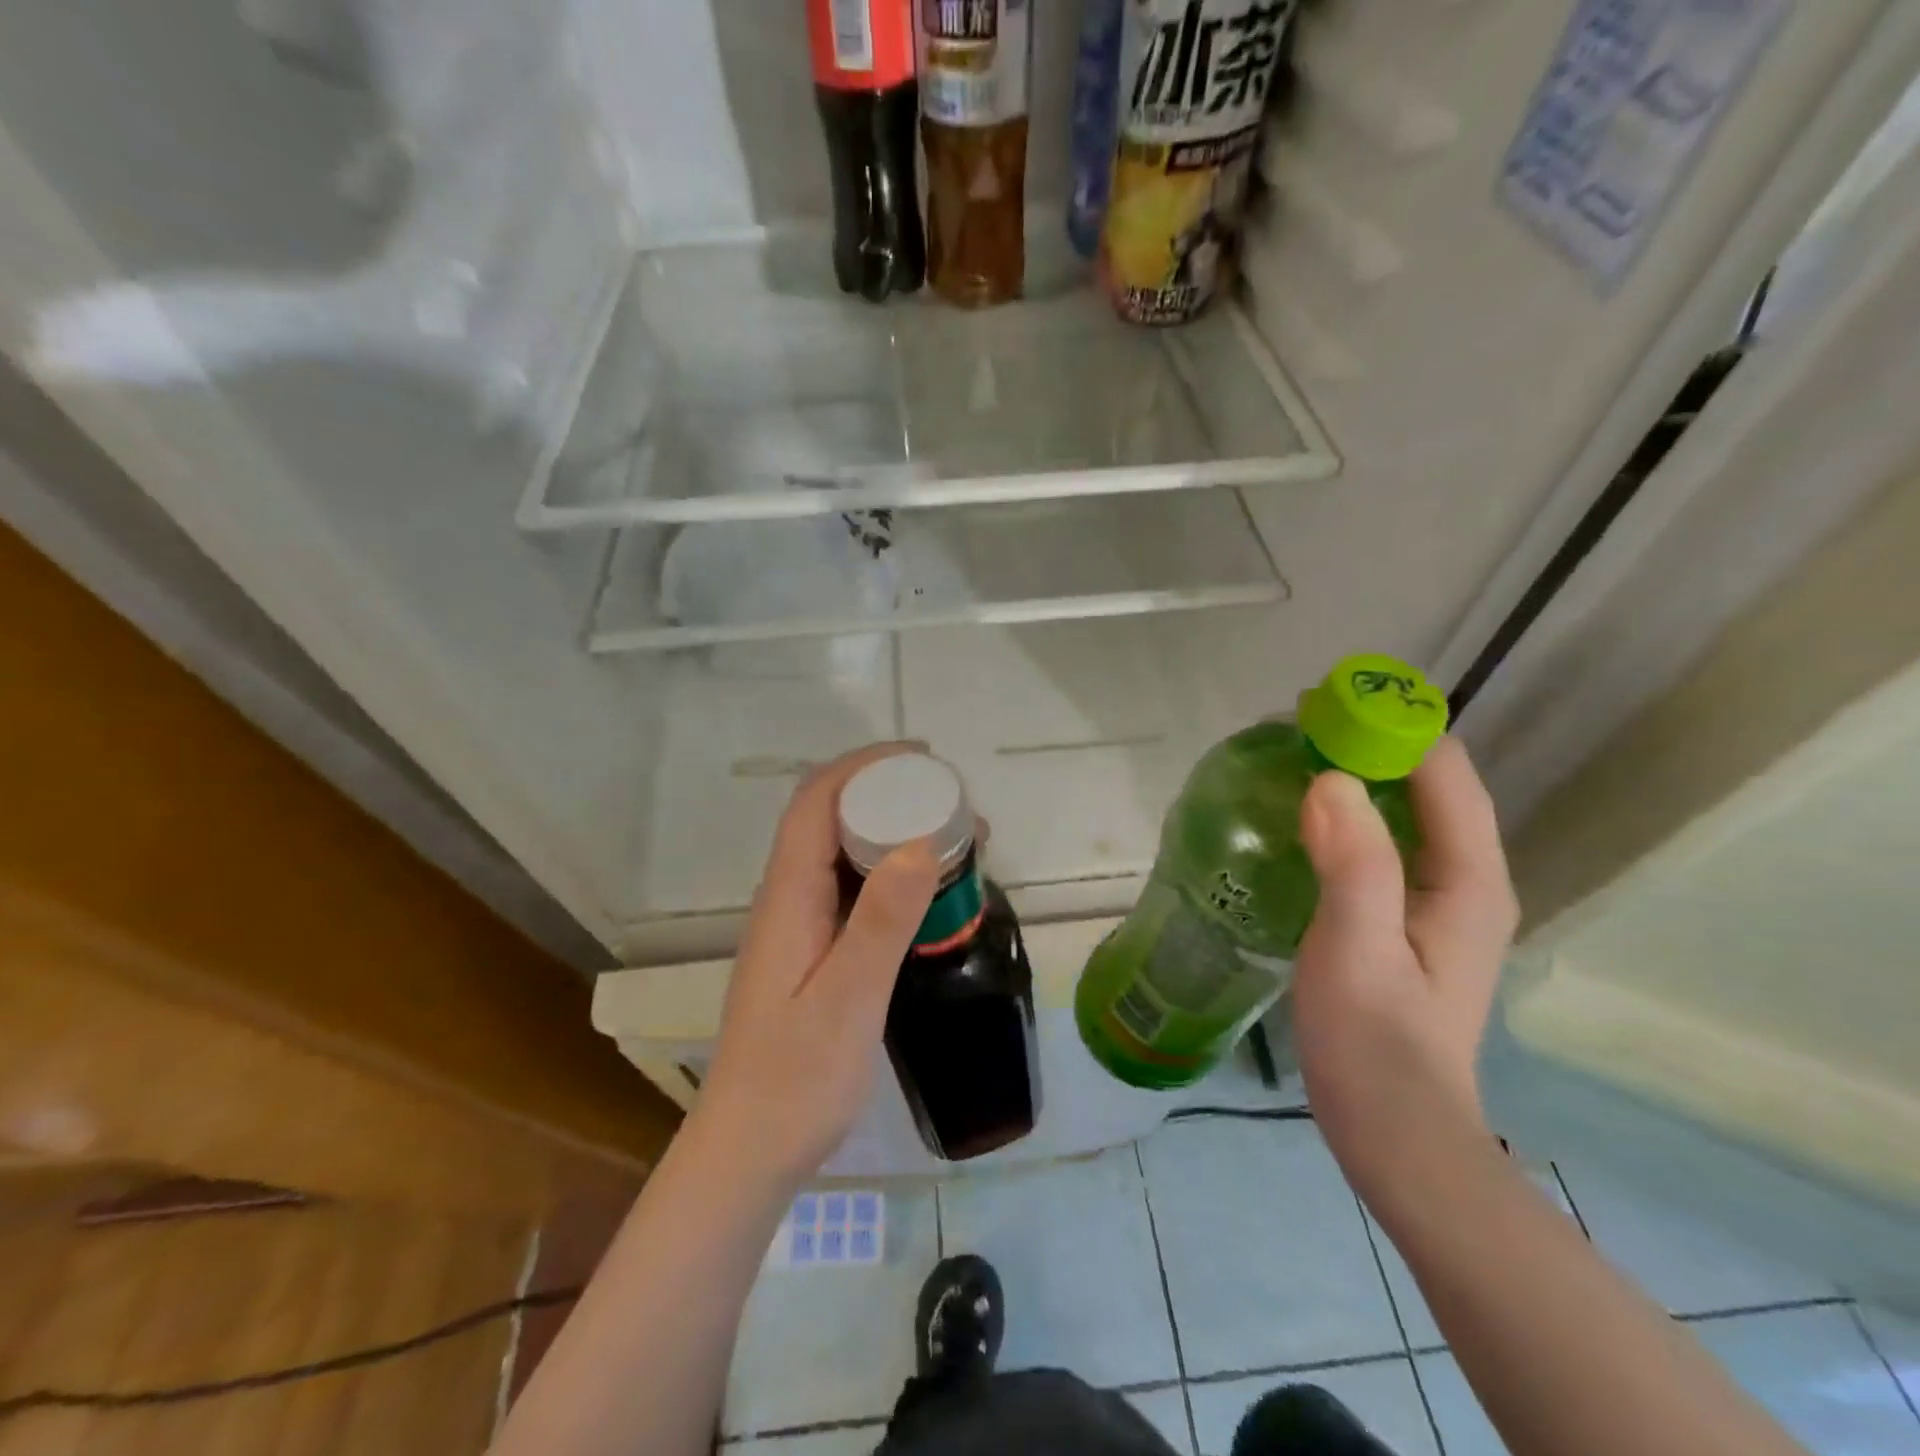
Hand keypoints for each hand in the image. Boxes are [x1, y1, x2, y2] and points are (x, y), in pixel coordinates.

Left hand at [694, 744, 939, 1186]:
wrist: (750, 1152)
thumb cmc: (795, 1080)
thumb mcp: (848, 999)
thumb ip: (881, 921)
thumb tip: (919, 842)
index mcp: (788, 896)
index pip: (817, 801)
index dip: (866, 766)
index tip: (924, 760)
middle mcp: (788, 898)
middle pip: (831, 818)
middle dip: (891, 794)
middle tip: (957, 806)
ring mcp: (799, 925)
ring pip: (844, 853)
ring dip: (894, 832)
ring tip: (957, 841)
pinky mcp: (813, 951)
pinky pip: (852, 890)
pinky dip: (892, 873)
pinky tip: (930, 894)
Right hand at [1292, 737, 1519, 1191]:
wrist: (1395, 1134)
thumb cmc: (1375, 1044)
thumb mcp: (1357, 949)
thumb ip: (1353, 862)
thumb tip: (1330, 777)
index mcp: (1468, 878)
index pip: (1442, 770)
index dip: (1386, 727)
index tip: (1316, 708)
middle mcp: (1465, 877)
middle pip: (1425, 783)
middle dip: (1365, 745)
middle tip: (1287, 733)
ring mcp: (1437, 899)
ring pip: (1402, 811)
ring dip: (1353, 776)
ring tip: (1285, 762)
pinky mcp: (1406, 917)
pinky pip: (1381, 842)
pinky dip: (1344, 815)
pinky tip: (1298, 821)